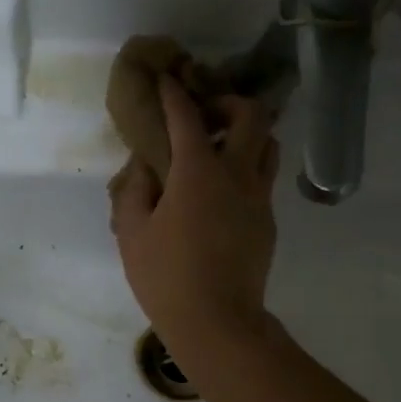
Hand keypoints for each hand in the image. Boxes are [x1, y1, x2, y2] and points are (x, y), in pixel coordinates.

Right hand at [109, 76, 279, 367]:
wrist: (217, 322)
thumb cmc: (165, 278)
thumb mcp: (132, 233)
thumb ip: (135, 190)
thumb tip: (144, 166)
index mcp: (198, 172)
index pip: (187, 116)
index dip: (174, 93)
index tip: (165, 79)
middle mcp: (237, 174)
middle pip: (251, 115)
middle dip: (227, 102)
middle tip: (204, 114)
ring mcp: (259, 197)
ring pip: (267, 144)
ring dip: (246, 133)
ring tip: (218, 147)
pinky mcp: (268, 221)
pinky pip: (263, 177)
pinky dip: (246, 167)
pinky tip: (222, 190)